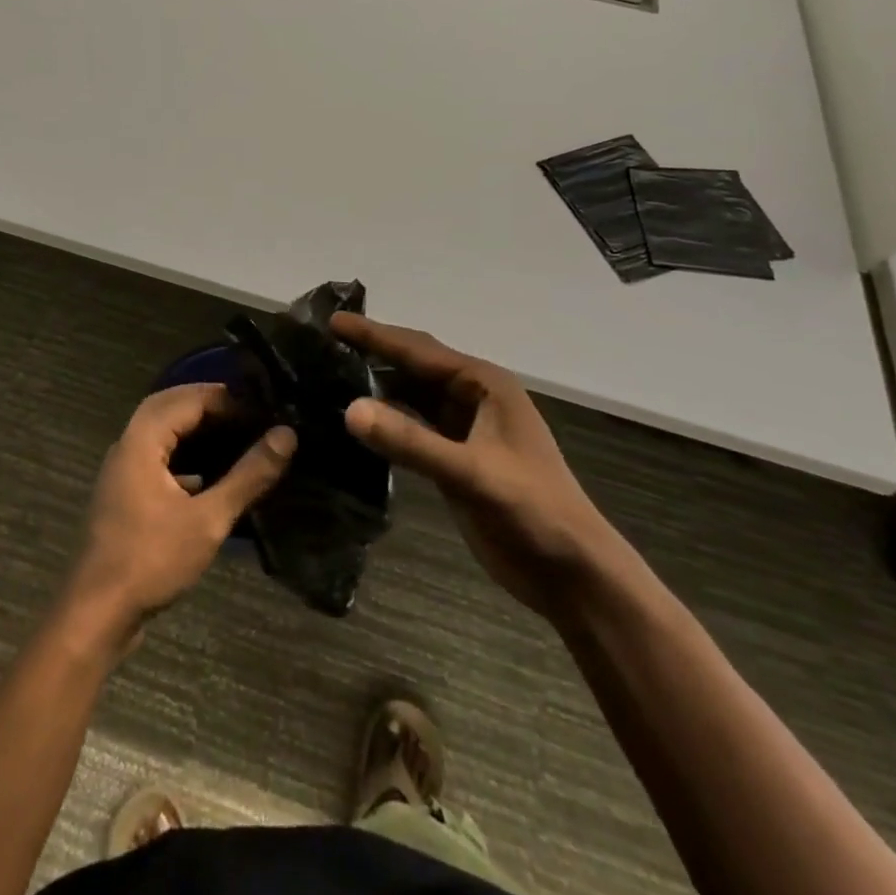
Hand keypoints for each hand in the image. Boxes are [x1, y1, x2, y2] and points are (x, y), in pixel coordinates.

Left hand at [63, 385, 295, 644]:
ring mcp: (123, 470)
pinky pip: (157, 457)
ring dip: (194, 427)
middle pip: (169, 406)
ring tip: (236, 434)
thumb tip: (286, 435)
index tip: (263, 408)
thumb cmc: (151, 559)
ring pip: (161, 431)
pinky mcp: (126, 494)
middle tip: (249, 412)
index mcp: (142, 440)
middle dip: (208, 403)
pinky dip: (184, 453)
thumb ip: (248, 475)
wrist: (97, 612)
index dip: (226, 398)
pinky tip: (211, 473)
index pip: (187, 399)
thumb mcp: (208, 519)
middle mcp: (128, 445)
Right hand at [332, 313, 618, 618]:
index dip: (374, 335)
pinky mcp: (455, 458)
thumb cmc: (531, 511)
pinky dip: (386, 421)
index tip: (332, 321)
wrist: (571, 573)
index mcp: (484, 384)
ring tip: (329, 376)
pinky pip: (412, 427)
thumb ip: (411, 441)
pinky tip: (356, 422)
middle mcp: (473, 397)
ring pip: (411, 397)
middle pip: (413, 366)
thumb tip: (349, 409)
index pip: (419, 350)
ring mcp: (464, 428)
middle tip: (323, 344)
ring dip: (376, 387)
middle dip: (372, 353)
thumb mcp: (471, 473)